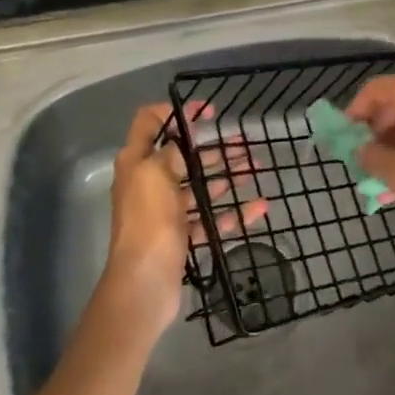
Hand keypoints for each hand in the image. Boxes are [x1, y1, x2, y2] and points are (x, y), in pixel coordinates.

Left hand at [104, 103, 267, 331]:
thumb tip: (181, 138)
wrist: (143, 284)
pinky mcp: (180, 237)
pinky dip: (232, 212)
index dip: (177, 111)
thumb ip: (171, 151)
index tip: (208, 111)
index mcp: (136, 162)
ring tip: (255, 167)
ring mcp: (165, 212)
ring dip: (227, 175)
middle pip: (183, 156)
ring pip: (199, 186)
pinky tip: (258, 207)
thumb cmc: (148, 221)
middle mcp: (148, 183)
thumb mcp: (156, 173)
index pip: (150, 122)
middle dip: (214, 147)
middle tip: (245, 142)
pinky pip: (209, 219)